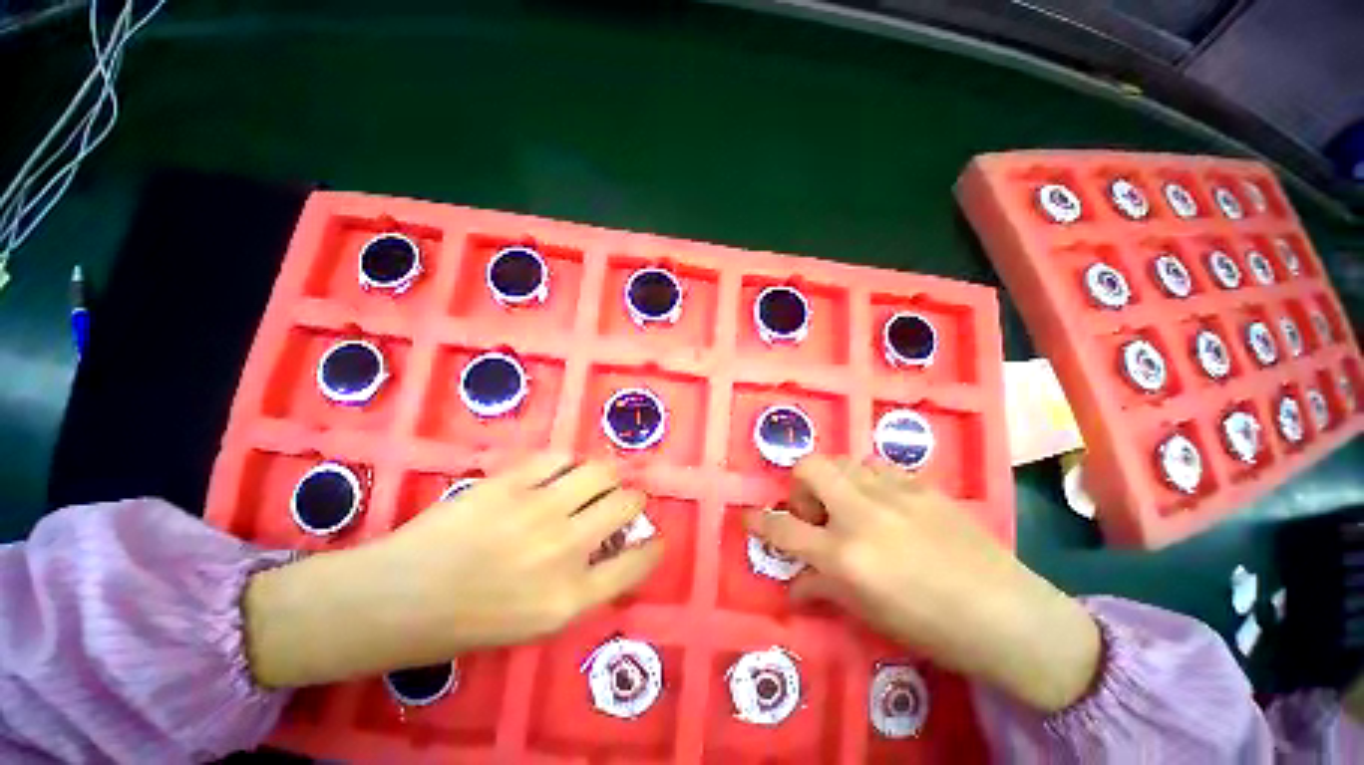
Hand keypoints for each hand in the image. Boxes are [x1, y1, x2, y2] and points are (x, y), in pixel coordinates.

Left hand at [244, 455, 662, 687]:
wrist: (399, 599)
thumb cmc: (470, 621)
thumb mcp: (539, 622)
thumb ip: (586, 584)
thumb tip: (617, 544)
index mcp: (570, 597)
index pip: (636, 562)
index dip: (652, 545)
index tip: (653, 537)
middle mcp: (563, 549)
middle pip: (626, 504)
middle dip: (634, 501)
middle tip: (622, 502)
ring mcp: (536, 510)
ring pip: (600, 472)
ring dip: (606, 476)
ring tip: (595, 482)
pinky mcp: (510, 482)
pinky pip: (559, 458)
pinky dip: (568, 464)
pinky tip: (559, 474)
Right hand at [745, 456, 1099, 712]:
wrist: (1009, 615)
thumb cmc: (933, 626)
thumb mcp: (869, 613)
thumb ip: (823, 588)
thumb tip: (794, 583)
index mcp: (847, 555)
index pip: (784, 530)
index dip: (760, 521)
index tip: (750, 516)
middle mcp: (864, 513)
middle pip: (810, 468)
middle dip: (800, 485)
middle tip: (815, 511)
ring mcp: (896, 492)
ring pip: (844, 461)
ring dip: (835, 480)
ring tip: (850, 506)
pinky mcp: (922, 484)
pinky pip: (878, 467)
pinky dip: (867, 479)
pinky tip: (884, 502)